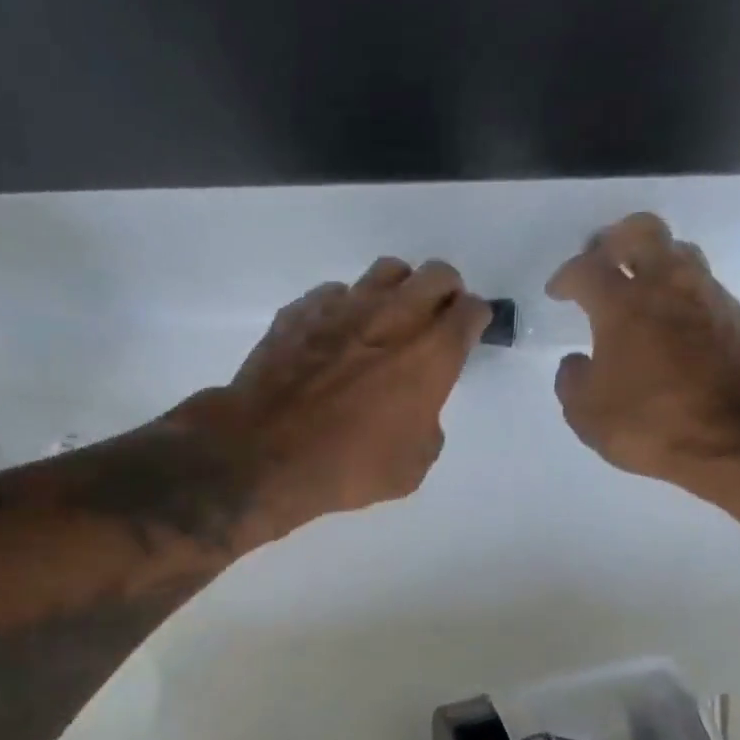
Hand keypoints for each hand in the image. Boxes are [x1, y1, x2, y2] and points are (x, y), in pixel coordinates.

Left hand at [195, 258, 490, 541]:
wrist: (264, 454)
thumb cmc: (347, 467)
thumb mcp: (411, 467)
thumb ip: (426, 426)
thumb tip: (415, 411)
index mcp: (430, 354)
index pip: (470, 311)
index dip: (475, 320)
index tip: (469, 332)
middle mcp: (392, 317)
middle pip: (436, 275)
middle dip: (445, 293)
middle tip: (436, 320)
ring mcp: (342, 307)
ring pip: (386, 272)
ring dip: (397, 291)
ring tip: (387, 320)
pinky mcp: (300, 312)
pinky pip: (334, 294)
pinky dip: (344, 309)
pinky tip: (335, 337)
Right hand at [548, 213, 739, 489]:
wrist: (738, 437)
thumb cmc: (651, 423)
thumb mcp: (587, 414)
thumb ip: (572, 381)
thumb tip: (576, 361)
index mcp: (622, 305)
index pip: (587, 268)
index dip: (565, 276)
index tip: (557, 292)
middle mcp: (666, 286)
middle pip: (641, 231)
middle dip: (614, 240)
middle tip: (600, 260)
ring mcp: (707, 296)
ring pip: (678, 251)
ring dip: (653, 259)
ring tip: (638, 286)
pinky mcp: (736, 316)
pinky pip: (701, 285)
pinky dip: (679, 292)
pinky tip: (670, 321)